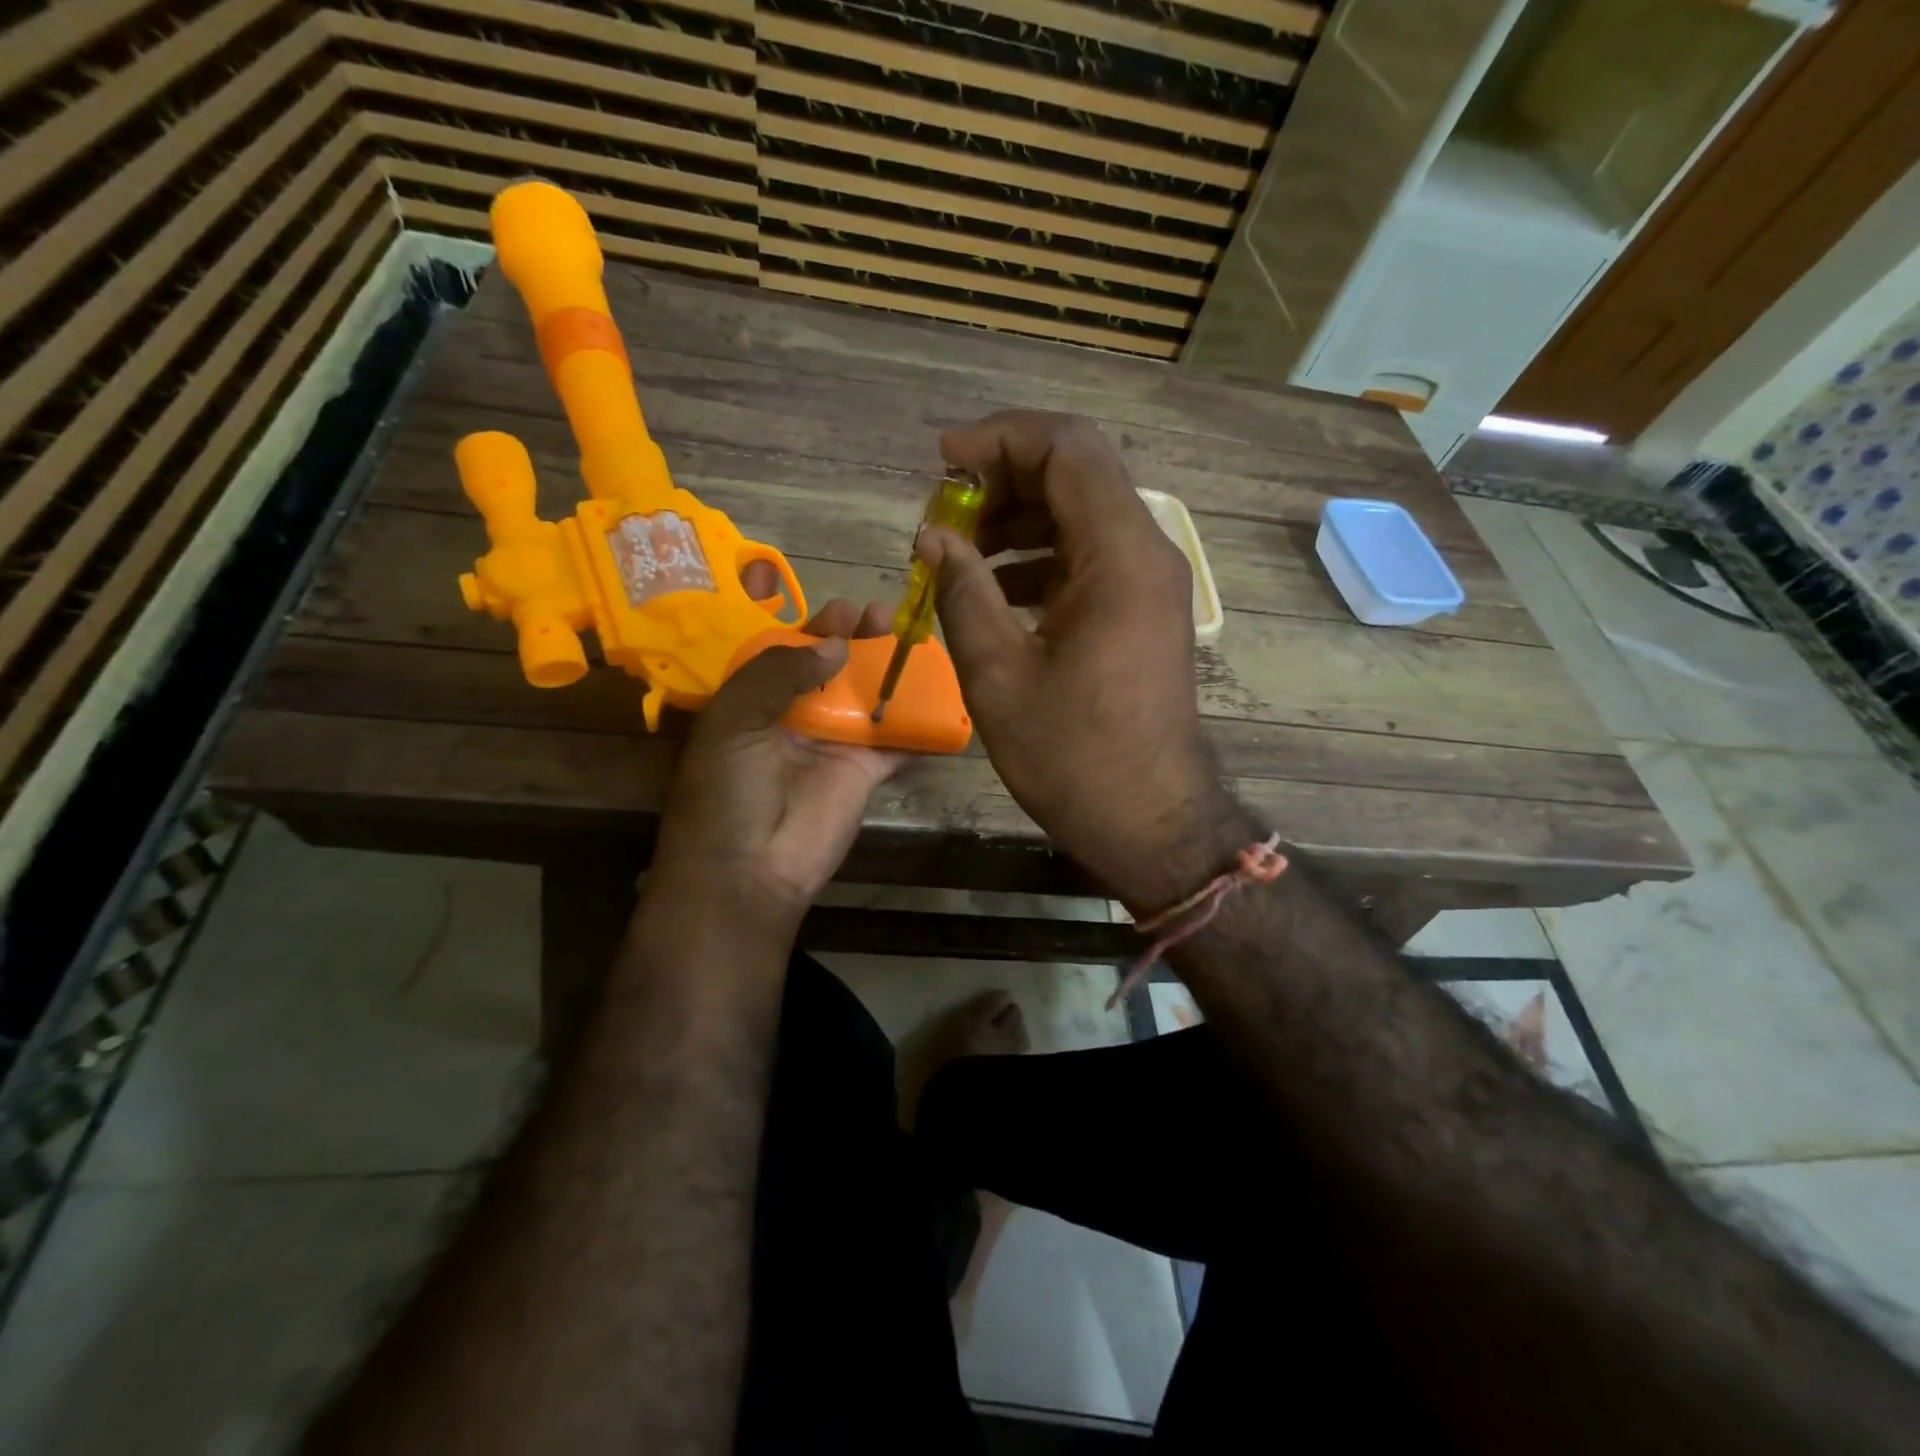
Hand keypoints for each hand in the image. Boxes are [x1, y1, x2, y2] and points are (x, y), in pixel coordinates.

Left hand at [646, 599, 903, 936]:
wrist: (748, 871)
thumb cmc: (727, 791)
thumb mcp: (733, 721)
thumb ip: (777, 672)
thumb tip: (836, 644)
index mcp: (753, 700)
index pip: (783, 650)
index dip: (809, 626)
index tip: (839, 607)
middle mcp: (795, 716)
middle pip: (831, 667)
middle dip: (854, 638)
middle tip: (878, 614)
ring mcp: (833, 743)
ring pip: (867, 696)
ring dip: (888, 668)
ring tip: (910, 637)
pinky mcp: (865, 771)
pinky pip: (897, 740)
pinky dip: (920, 722)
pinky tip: (942, 691)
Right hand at [921, 411, 1256, 911]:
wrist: (1148, 819)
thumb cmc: (1073, 756)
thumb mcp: (999, 675)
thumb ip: (963, 592)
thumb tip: (933, 536)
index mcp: (1120, 557)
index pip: (1067, 449)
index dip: (999, 439)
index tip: (942, 462)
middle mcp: (1146, 553)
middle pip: (1075, 474)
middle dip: (1001, 481)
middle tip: (943, 519)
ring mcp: (1148, 583)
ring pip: (1079, 515)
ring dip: (1016, 521)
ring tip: (957, 557)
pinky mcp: (1140, 611)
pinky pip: (1086, 559)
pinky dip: (1037, 560)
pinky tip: (992, 593)